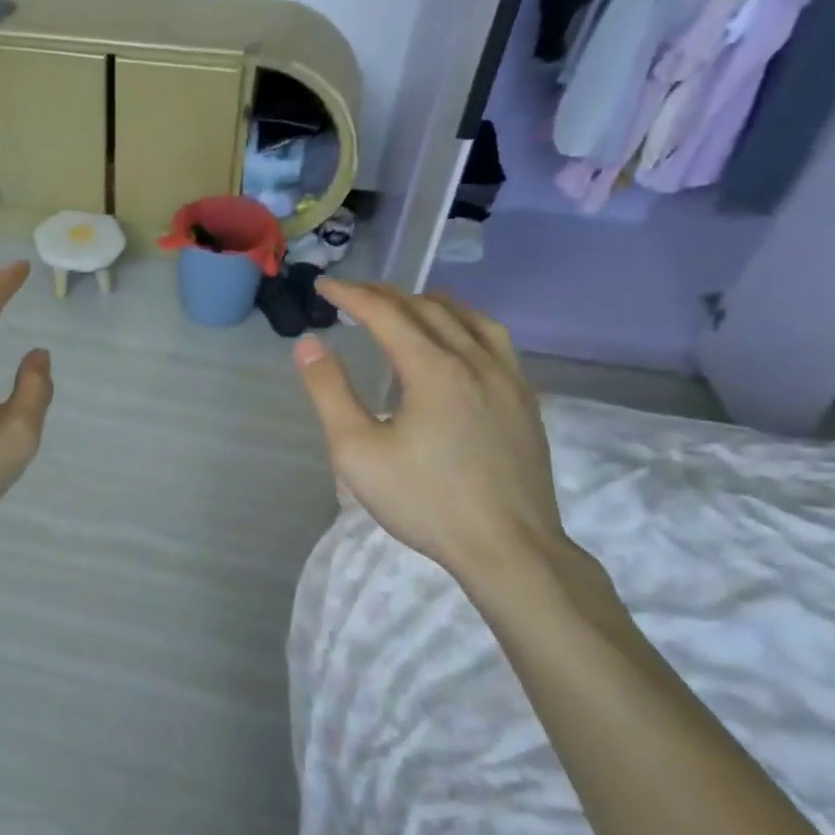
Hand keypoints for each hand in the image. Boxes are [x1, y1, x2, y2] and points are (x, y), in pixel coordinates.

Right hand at [292, 281, 583, 592]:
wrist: (509, 549)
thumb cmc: (425, 501)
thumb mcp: (357, 451)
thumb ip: (330, 392)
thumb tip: (308, 343)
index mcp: (434, 369)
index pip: (386, 314)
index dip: (352, 295)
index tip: (324, 285)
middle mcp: (475, 361)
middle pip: (428, 309)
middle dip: (387, 295)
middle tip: (355, 295)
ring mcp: (509, 380)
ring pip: (471, 319)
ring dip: (432, 303)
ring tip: (409, 303)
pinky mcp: (526, 402)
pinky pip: (496, 342)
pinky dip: (467, 325)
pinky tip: (460, 343)